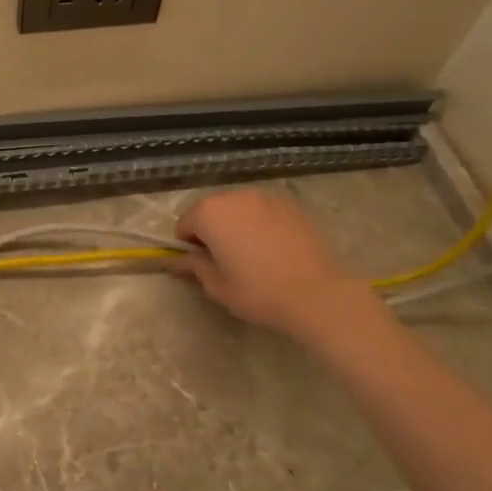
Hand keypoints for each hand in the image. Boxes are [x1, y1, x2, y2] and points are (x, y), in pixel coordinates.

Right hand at [175, 189, 375, 340]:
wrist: (316, 294)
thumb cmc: (257, 291)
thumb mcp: (216, 285)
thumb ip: (192, 266)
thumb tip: (175, 260)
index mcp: (210, 212)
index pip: (184, 224)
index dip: (188, 246)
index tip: (202, 265)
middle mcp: (236, 196)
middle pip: (211, 211)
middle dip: (212, 231)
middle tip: (225, 261)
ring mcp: (267, 198)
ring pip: (239, 209)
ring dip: (236, 225)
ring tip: (252, 255)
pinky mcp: (292, 205)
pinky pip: (264, 212)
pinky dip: (260, 225)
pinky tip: (273, 249)